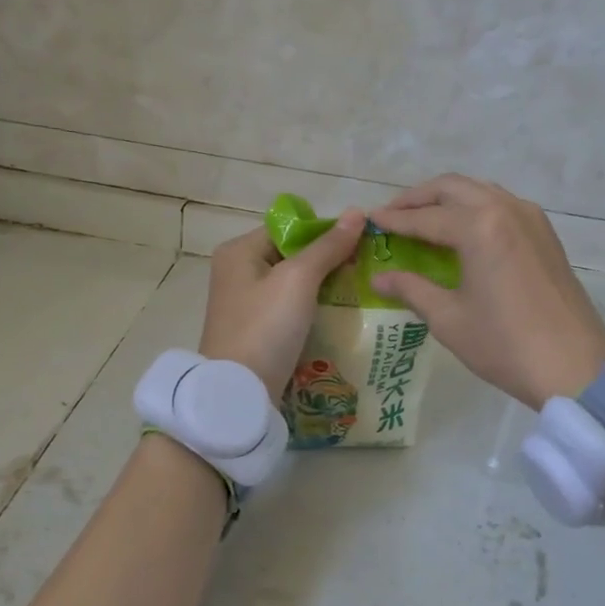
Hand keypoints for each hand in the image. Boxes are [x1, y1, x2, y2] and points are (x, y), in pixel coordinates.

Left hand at [200, 213, 366, 393]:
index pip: (290, 227)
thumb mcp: (299, 280)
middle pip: (293, 255)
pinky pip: (291, 309)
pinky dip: (314, 309)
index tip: (361, 245)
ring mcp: (246, 304)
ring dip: (325, 286)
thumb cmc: (266, 327)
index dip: (325, 232)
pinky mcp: (257, 331)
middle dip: (329, 261)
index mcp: (239, 251)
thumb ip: (328, 247)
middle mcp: (238, 272)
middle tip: (366, 269)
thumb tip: (357, 213)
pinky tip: (340, 314)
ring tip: (361, 290)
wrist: (239, 392)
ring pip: (295, 284)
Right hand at [368, 175, 604, 408]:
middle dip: (419, 198)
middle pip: (453, 188)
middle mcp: (505, 209)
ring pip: (480, 191)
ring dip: (448, 199)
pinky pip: (502, 205)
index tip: (370, 220)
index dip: (394, 220)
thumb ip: (412, 290)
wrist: (574, 367)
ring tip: (424, 220)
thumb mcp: (449, 318)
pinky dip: (475, 208)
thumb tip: (380, 278)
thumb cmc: (504, 345)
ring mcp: (531, 218)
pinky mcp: (545, 234)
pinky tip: (463, 231)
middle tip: (393, 214)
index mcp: (479, 227)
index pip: (425, 217)